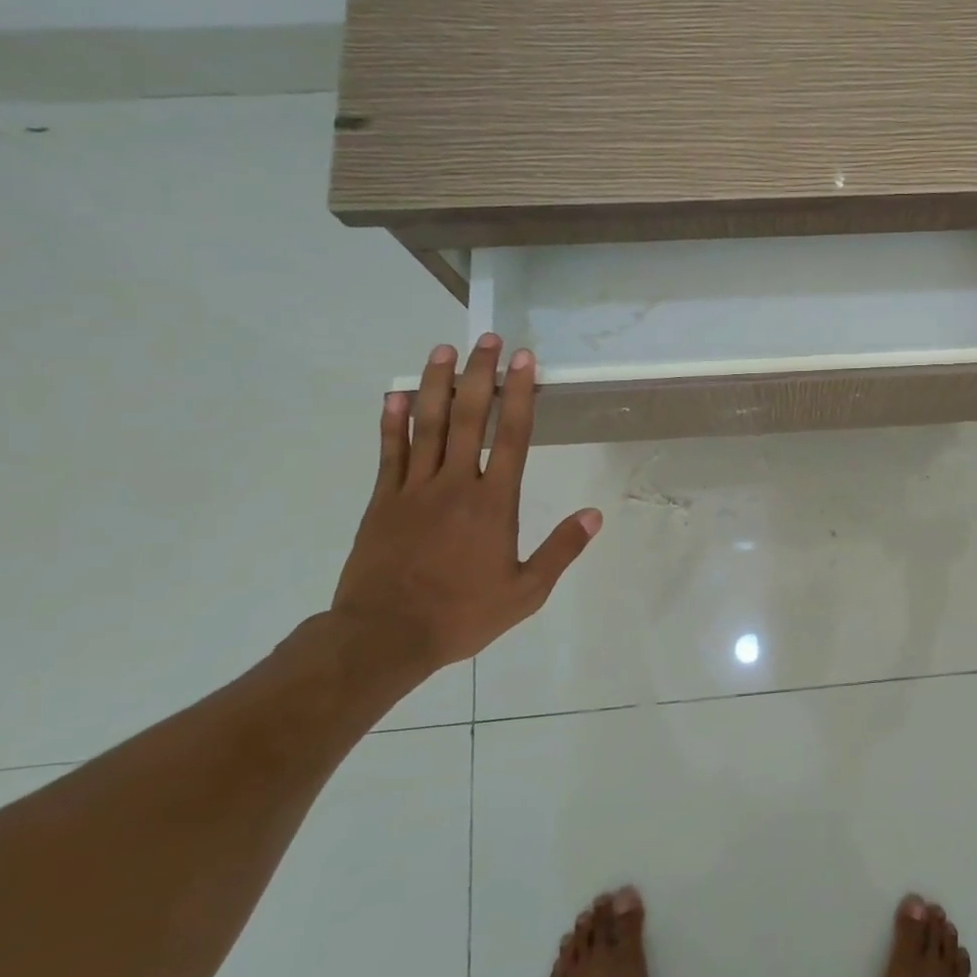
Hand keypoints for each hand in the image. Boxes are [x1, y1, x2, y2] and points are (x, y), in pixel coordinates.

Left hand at [332, 335, 601, 675]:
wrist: (384, 636)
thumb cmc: (461, 614)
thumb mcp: (525, 592)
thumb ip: (560, 550)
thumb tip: (593, 515)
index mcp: (493, 504)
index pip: (511, 437)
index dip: (521, 395)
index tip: (525, 361)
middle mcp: (455, 485)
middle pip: (469, 418)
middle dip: (480, 375)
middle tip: (488, 340)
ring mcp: (414, 489)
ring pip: (427, 426)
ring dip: (437, 384)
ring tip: (444, 350)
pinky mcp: (382, 502)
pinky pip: (389, 452)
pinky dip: (392, 421)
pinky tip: (396, 395)